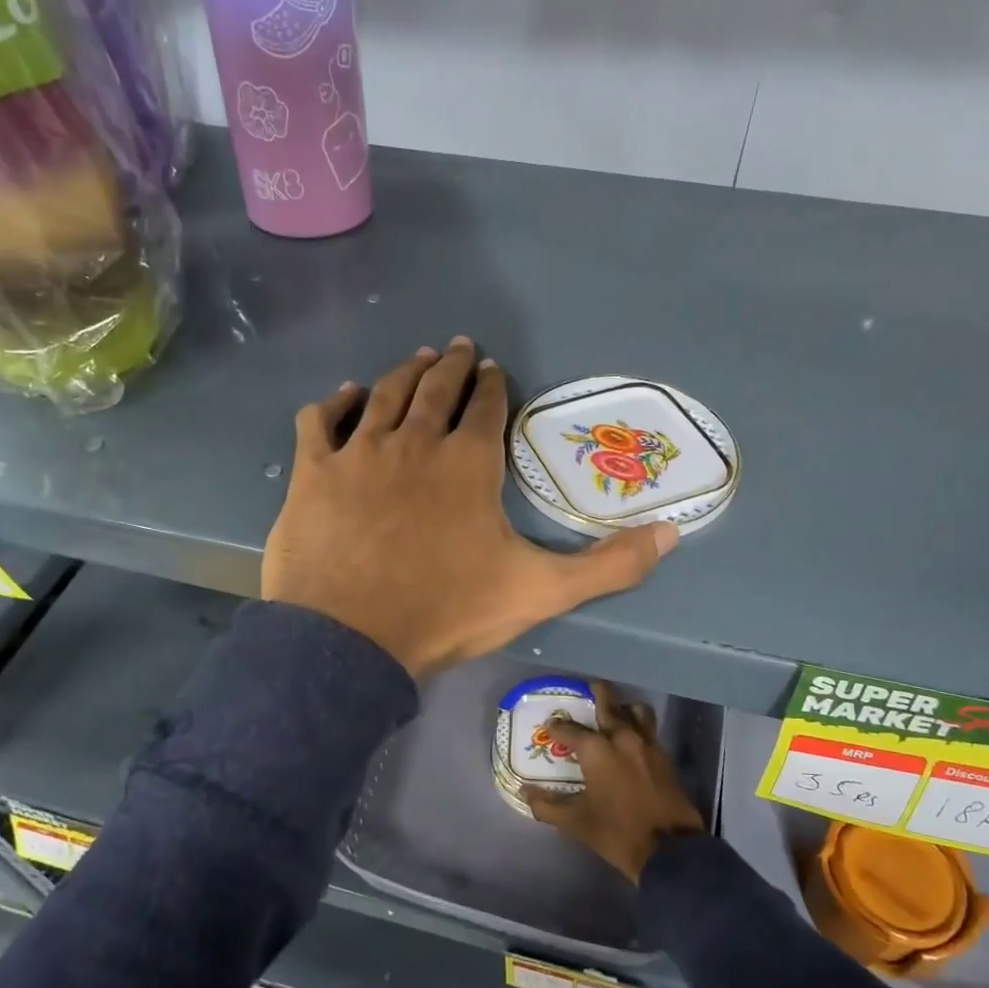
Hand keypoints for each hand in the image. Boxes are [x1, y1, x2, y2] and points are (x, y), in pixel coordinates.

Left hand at [262, 339, 677, 677]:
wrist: (350, 639)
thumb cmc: (447, 611)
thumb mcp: (541, 591)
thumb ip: (610, 564)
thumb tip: (674, 533)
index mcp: (469, 463)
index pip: (485, 408)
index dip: (492, 386)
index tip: (494, 371)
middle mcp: (415, 442)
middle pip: (436, 389)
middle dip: (452, 365)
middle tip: (459, 348)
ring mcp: (360, 452)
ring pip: (384, 394)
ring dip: (404, 373)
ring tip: (418, 359)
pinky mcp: (314, 471)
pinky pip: (321, 421)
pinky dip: (335, 403)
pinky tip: (345, 395)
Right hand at [525, 681, 706, 882]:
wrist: (670, 850)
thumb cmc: (617, 832)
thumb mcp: (576, 822)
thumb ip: (547, 806)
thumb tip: (525, 793)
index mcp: (597, 749)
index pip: (570, 729)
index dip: (557, 726)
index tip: (550, 725)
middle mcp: (622, 737)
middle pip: (608, 702)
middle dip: (596, 693)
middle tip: (587, 690)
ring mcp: (647, 744)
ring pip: (635, 710)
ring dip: (623, 707)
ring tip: (614, 714)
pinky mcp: (664, 756)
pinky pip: (649, 729)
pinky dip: (639, 726)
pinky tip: (631, 740)